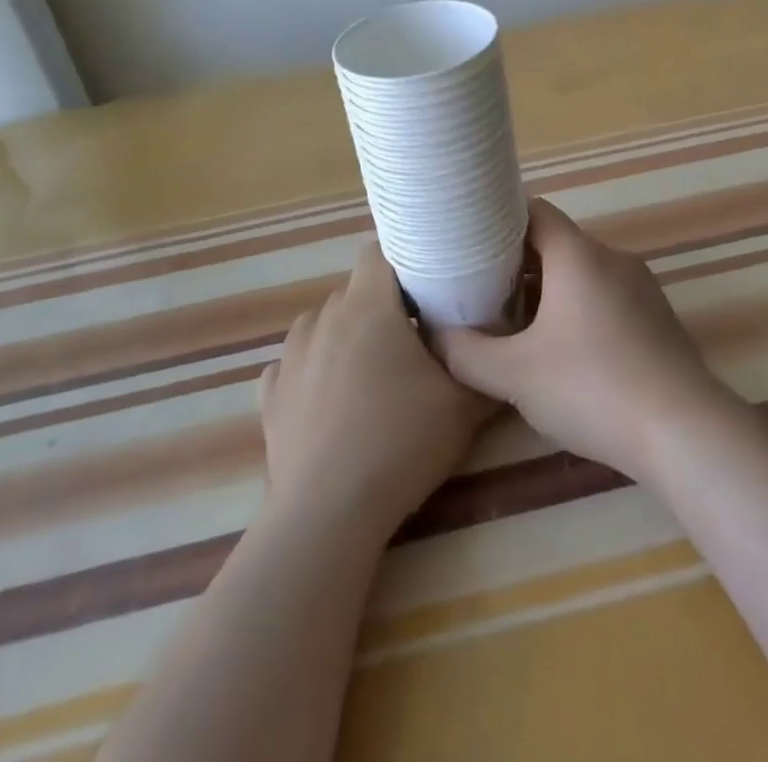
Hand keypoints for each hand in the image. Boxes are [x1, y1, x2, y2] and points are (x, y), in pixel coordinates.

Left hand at [259, 245, 490, 542]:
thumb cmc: (399, 443)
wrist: (326, 516)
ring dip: (349, 335)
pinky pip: (298, 363)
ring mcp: (290, 355)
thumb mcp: (464, 404)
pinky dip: (316, 370)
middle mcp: (323, 317)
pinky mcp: (270, 394)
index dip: (406, 259)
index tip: (431, 282)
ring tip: (373, 373)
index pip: (380, 251)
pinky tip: (333, 401)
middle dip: (384, 304)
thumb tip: (497, 349)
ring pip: (325, 324)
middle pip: (356, 290)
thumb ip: (482, 365)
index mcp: (368, 306)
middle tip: (415, 335)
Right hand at [435, 199, 740, 483]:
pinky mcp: (657, 318)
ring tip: (516, 325)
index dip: (499, 220)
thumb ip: (465, 352)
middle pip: (557, 244)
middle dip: (518, 264)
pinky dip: (578, 310)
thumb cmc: (592, 388)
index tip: (470, 240)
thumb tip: (434, 333)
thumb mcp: (514, 375)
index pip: (535, 211)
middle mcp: (613, 259)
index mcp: (579, 255)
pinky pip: (607, 297)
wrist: (683, 431)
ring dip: (548, 291)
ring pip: (582, 274)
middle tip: (482, 290)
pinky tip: (564, 352)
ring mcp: (642, 287)